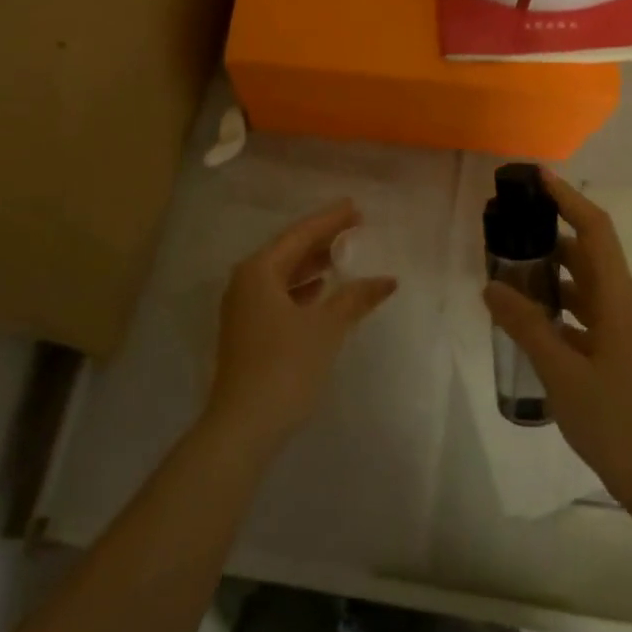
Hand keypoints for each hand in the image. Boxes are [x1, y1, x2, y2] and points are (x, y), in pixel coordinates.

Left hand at [207, 199, 398, 452]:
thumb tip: (387, 280)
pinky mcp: (247, 331)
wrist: (244, 425)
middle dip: (322, 239)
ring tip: (342, 254)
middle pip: (289, 251)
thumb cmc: (286, 366)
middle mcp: (246, 282)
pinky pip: (279, 294)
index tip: (354, 206)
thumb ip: (355, 298)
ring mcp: (243, 308)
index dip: (330, 220)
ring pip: (283, 274)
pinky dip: (302, 288)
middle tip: (354, 226)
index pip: (300, 235)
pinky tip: (321, 290)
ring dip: (312, 264)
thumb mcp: (326, 328)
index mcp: (260, 271)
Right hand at [483, 170, 631, 509]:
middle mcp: (626, 307)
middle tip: (509, 230)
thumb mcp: (562, 373)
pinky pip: (588, 317)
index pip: (596, 231)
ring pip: (588, 288)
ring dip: (554, 275)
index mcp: (619, 301)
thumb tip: (492, 286)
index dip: (569, 199)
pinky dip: (561, 309)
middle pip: (590, 256)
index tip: (538, 178)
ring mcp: (627, 334)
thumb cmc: (616, 421)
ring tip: (511, 272)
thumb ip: (526, 326)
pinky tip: (532, 323)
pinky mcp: (622, 357)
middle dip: (552, 236)